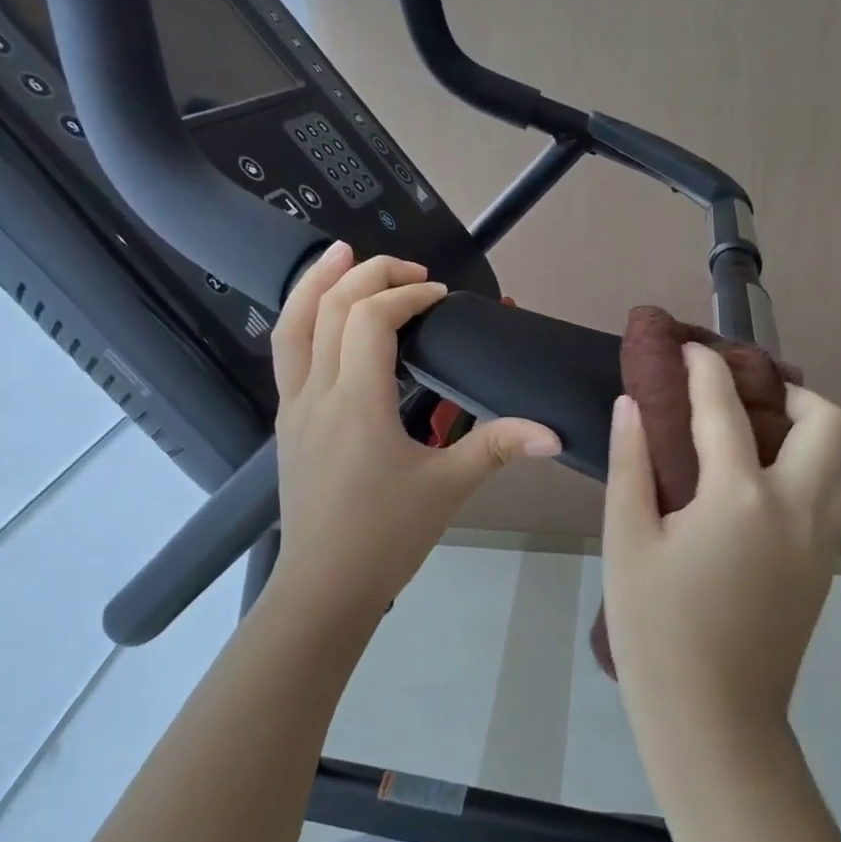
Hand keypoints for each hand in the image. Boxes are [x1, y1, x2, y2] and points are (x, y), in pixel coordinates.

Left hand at [269, 243, 561, 617]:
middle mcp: (316, 393)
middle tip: (410, 271)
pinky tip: (324, 314)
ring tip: (342, 253)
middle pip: (331, 308)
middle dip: (370, 275)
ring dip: (317, 282)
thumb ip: (497, 448)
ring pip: (292, 325)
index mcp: (356, 403)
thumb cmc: (385, 537)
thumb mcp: (447, 489)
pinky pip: (287, 352)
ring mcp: (293, 406)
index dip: (406, 296)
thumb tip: (553, 433)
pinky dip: (304, 317)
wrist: (323, 588)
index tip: (441, 298)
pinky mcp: (287, 421)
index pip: (371, 320)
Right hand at [602, 344, 840, 736]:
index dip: (704, 367)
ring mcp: (822, 540)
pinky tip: (762, 487)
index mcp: (741, 497)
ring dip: (809, 431)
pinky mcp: (827, 567)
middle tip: (742, 398)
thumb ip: (633, 463)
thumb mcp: (627, 541)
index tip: (687, 348)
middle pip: (827, 421)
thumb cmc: (657, 630)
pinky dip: (812, 468)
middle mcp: (798, 507)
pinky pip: (836, 494)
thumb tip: (632, 405)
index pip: (726, 407)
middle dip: (789, 392)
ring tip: (756, 436)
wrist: (714, 721)